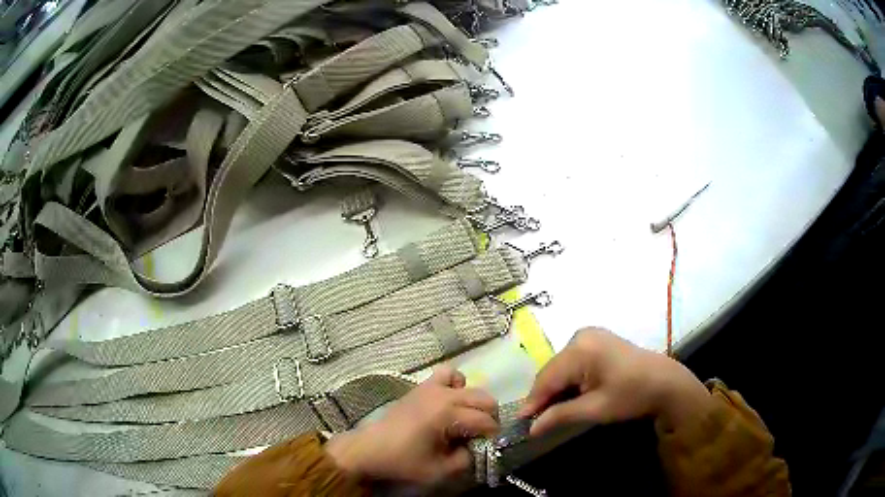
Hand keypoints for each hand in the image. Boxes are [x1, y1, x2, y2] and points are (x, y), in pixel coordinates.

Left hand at [326, 366, 498, 484]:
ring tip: (466, 418)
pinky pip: (446, 374)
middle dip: (489, 417)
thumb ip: (466, 459)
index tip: (488, 447)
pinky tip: (450, 401)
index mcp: (447, 414)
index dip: (492, 435)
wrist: (369, 449)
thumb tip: (477, 448)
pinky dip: (455, 384)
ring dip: (473, 401)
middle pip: (483, 399)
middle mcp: (443, 395)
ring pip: (468, 383)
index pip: (486, 420)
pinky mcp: (421, 387)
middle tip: (480, 436)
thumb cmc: (402, 461)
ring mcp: (431, 387)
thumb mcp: (439, 471)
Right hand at [519, 328, 712, 436]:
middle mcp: (581, 336)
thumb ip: (560, 416)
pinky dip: (569, 380)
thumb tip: (530, 428)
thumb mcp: (595, 409)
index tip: (522, 423)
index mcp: (580, 349)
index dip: (532, 402)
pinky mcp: (597, 340)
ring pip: (561, 367)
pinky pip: (573, 362)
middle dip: (545, 396)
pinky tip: (569, 396)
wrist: (666, 382)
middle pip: (552, 371)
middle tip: (537, 421)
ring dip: (556, 389)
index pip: (546, 378)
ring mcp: (590, 335)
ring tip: (551, 412)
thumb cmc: (632, 395)